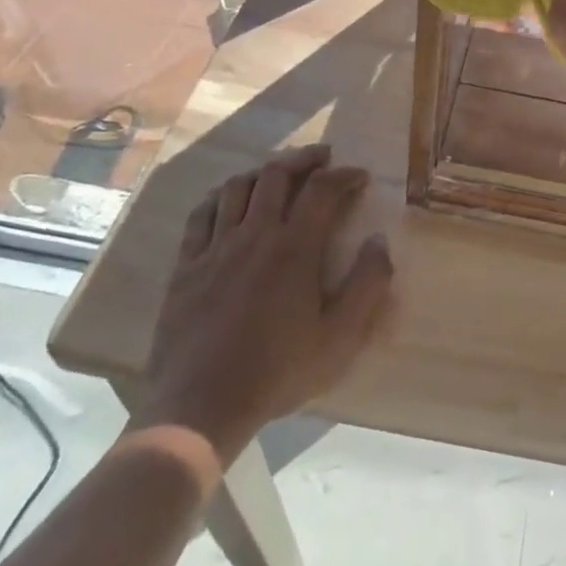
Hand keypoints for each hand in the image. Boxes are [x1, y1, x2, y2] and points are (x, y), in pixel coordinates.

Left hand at [137, 146, 392, 467]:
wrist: (200, 406)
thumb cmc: (278, 372)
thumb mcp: (340, 338)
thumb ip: (367, 285)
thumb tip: (379, 242)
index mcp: (295, 247)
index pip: (323, 190)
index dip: (344, 175)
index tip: (360, 176)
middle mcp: (255, 234)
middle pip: (277, 175)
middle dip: (304, 160)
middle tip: (323, 159)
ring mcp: (215, 247)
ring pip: (238, 187)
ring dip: (264, 172)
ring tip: (279, 174)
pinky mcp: (186, 265)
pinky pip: (201, 214)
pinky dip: (220, 196)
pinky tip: (228, 199)